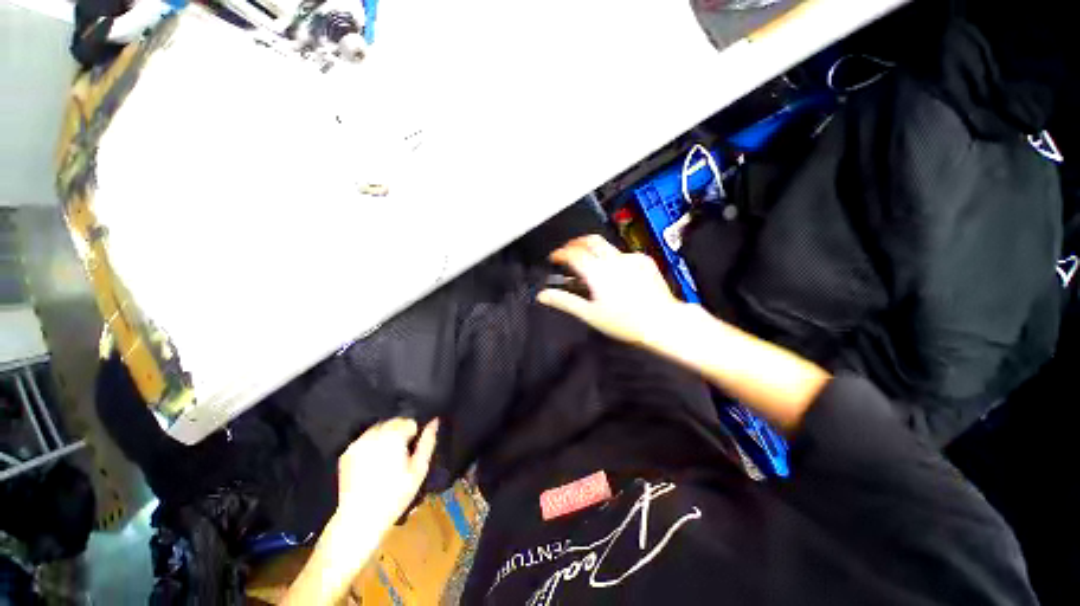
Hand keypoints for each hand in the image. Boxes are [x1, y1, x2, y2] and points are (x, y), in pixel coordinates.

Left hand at [335, 418, 438, 530]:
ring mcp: (358, 443)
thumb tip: (434, 421)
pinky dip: (371, 445)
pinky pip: (365, 439)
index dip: (414, 435)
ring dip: (385, 436)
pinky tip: (373, 463)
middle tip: (401, 455)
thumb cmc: (395, 495)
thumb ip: (428, 442)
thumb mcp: (419, 470)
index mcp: (394, 436)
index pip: (409, 422)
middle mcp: (374, 434)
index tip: (411, 451)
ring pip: (379, 428)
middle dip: (399, 433)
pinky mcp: (346, 453)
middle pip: (393, 422)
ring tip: (387, 458)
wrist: (360, 519)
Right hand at [538, 235, 682, 347]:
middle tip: (569, 252)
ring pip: (607, 246)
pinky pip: (623, 254)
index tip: (554, 258)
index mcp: (598, 272)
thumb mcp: (589, 314)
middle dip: (576, 243)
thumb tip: (543, 295)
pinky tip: (615, 275)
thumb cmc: (625, 322)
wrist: (662, 322)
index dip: (560, 253)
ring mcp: (631, 258)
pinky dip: (613, 259)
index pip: (573, 253)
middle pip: (590, 239)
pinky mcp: (644, 260)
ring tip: (591, 267)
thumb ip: (564, 301)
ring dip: (594, 251)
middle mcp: (614, 260)